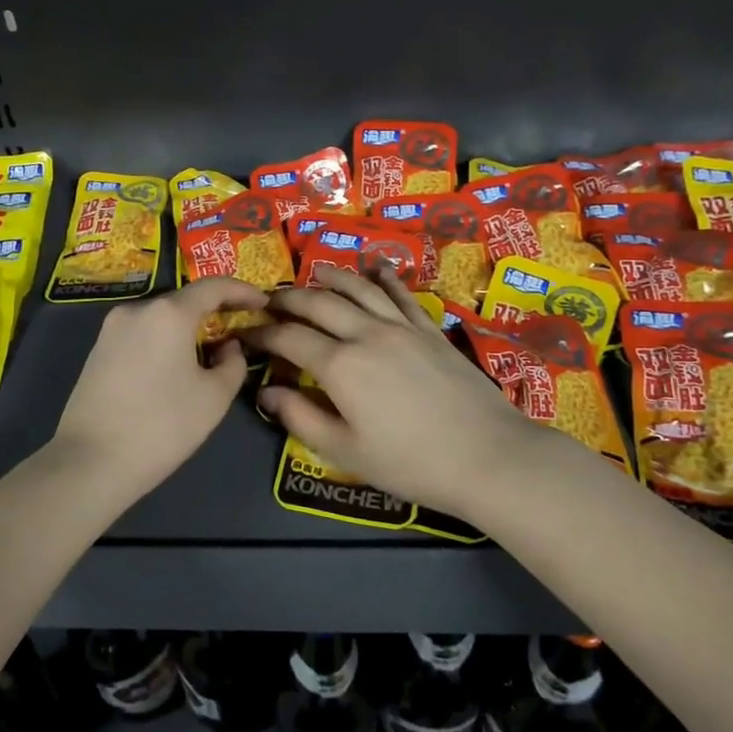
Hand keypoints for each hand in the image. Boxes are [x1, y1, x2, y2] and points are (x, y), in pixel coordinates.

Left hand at [52, 276, 268, 504]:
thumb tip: (228, 346)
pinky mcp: (98, 349)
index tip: (263, 303)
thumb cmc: (162, 426)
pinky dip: (164, 340)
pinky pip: (141, 333)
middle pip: (185, 300)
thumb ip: (233, 363)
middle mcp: (138, 309)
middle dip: (214, 311)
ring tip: (208, 352)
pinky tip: (174, 366)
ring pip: (161, 317)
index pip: (213, 286)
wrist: (91, 461)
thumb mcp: (214, 398)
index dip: (242, 291)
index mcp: (169, 313)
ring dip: (187, 328)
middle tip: (238, 330)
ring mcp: (112, 328)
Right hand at [251, 261, 560, 517]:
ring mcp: (401, 327)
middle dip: (288, 298)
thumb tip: (266, 392)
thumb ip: (300, 418)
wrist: (487, 455)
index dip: (261, 333)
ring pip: (358, 288)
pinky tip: (377, 268)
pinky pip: (401, 295)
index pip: (288, 338)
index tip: (245, 334)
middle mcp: (366, 334)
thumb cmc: (411, 463)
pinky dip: (385, 278)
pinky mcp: (429, 330)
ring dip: (331, 277)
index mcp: (340, 365)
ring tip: (314, 275)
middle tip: (269, 302)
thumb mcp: (345, 451)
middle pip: (318, 302)